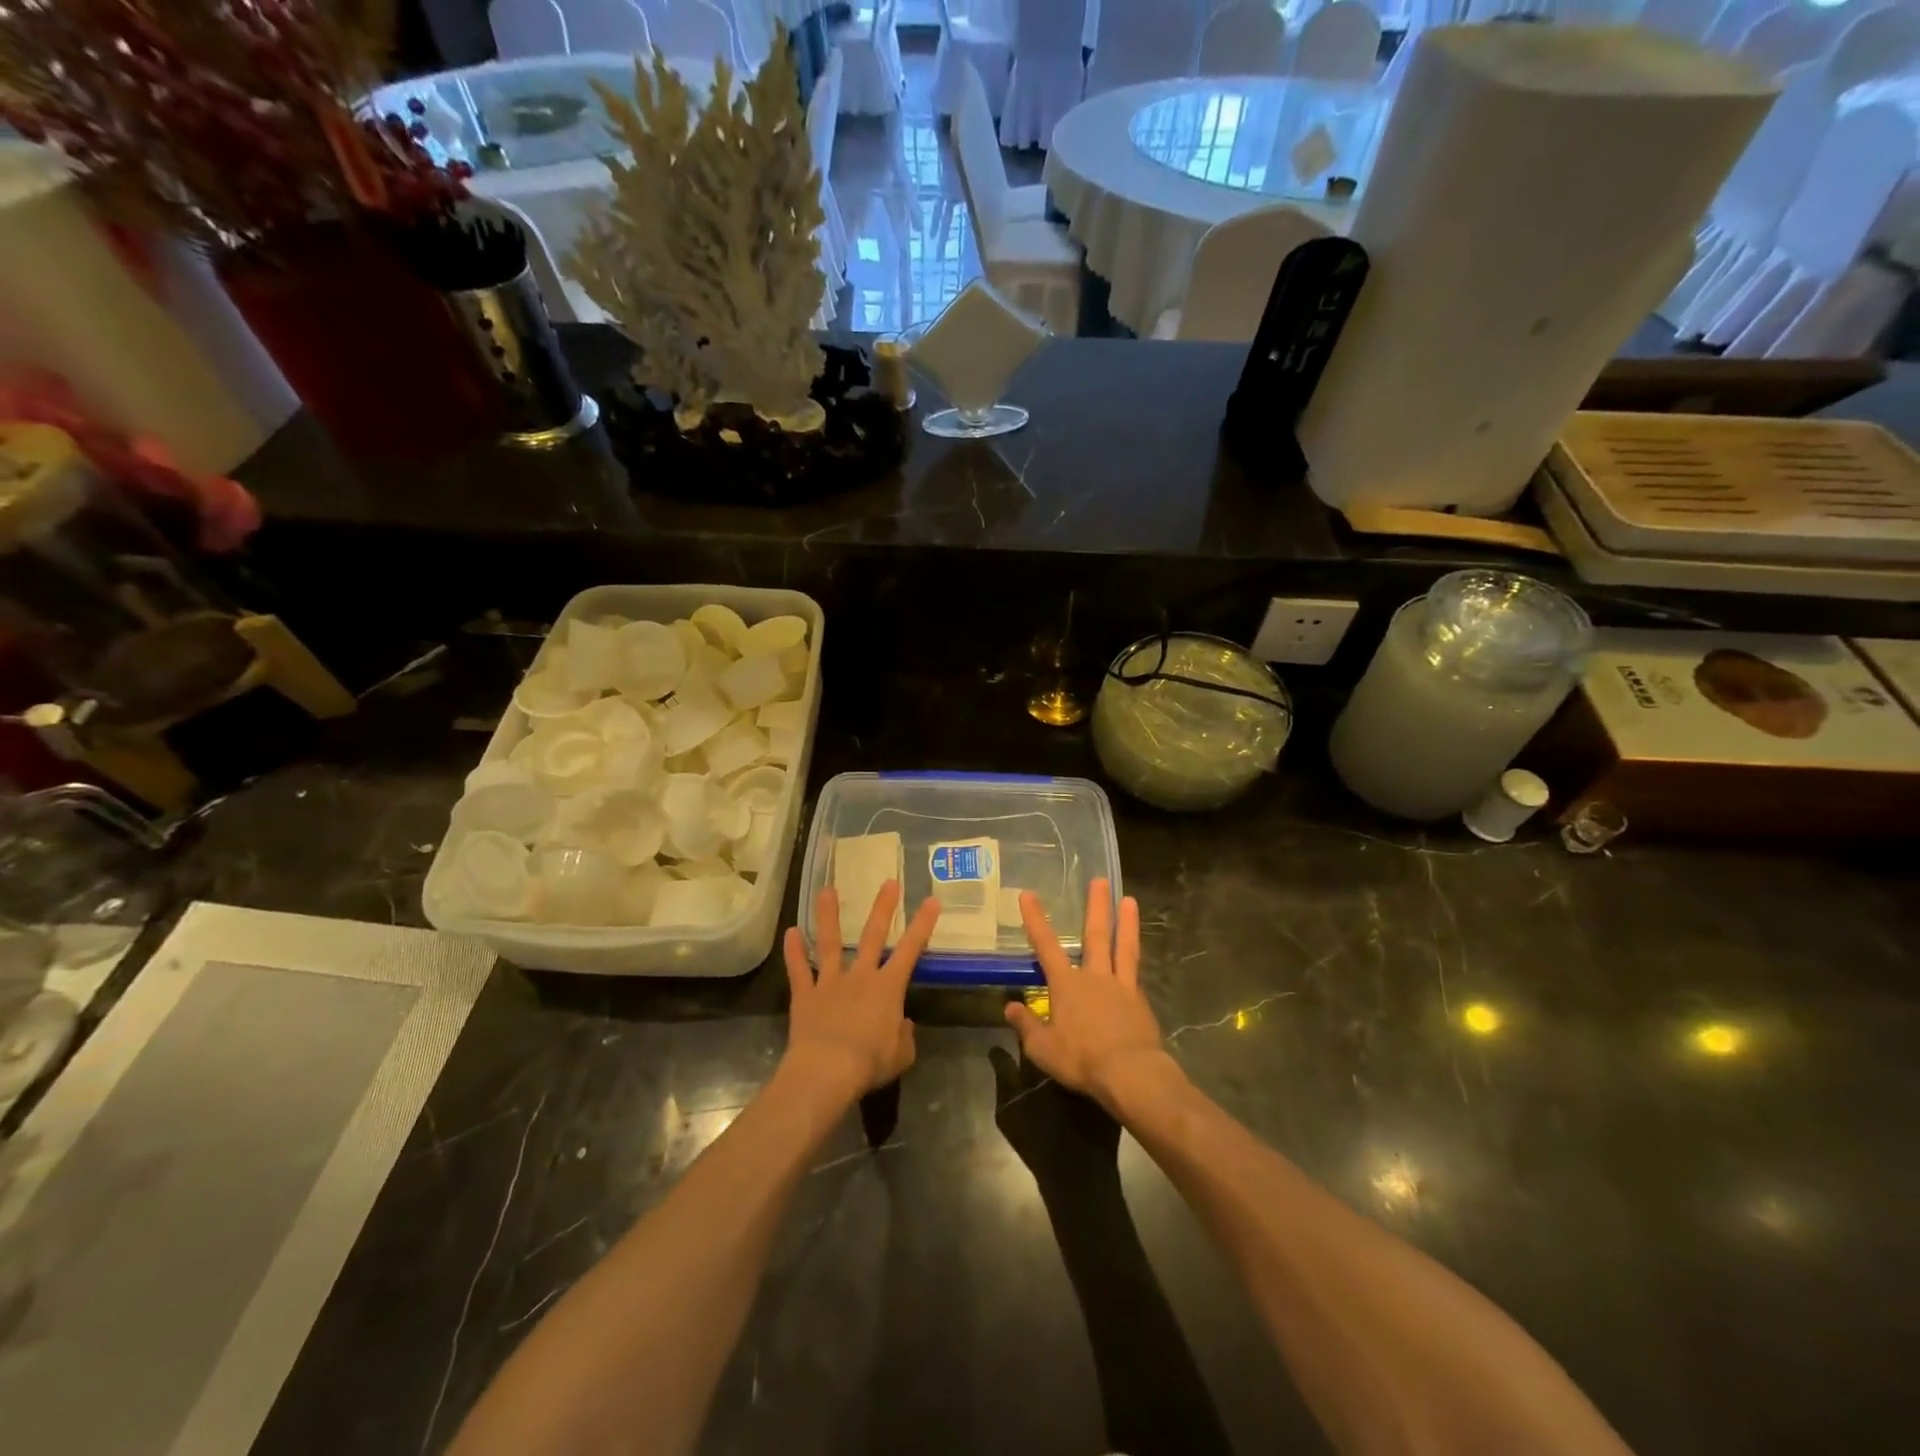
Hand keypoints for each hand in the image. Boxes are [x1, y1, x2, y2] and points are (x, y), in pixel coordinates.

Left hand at [782, 881, 939, 1103]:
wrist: (827, 1071)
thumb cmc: (869, 1063)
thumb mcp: (901, 1055)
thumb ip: (905, 1036)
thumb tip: (902, 1024)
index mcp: (888, 988)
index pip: (910, 950)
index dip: (923, 925)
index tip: (931, 900)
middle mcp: (860, 977)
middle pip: (873, 936)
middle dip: (883, 908)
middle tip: (888, 882)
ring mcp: (830, 982)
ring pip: (830, 943)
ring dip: (829, 916)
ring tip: (827, 890)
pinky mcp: (805, 995)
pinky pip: (799, 970)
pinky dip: (793, 952)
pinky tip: (790, 932)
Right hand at [1006, 880, 1171, 1113]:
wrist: (1130, 1073)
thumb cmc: (1081, 1059)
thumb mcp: (1042, 1048)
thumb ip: (1026, 1025)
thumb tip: (1009, 1007)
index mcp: (1067, 985)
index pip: (1046, 946)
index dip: (1035, 919)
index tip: (1028, 894)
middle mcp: (1094, 976)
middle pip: (1096, 935)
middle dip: (1096, 906)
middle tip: (1100, 880)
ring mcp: (1121, 986)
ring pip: (1124, 946)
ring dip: (1126, 922)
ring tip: (1130, 900)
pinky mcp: (1140, 1001)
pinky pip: (1135, 972)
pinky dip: (1134, 958)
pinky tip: (1136, 953)